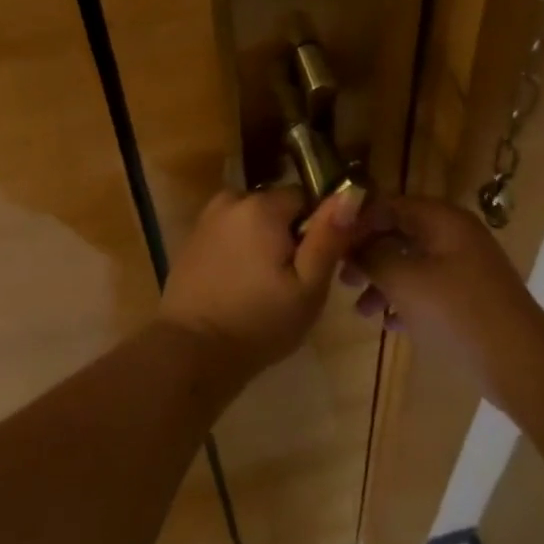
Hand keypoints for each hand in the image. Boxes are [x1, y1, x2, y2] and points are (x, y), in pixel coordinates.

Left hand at [157, 184, 364, 390]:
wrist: (192, 351)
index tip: (315, 263)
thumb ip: (329, 236)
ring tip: (265, 286)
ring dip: (263, 242)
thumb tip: (351, 192)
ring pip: (253, 220)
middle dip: (289, 234)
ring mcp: (207, 218)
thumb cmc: (259, 322)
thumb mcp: (308, 286)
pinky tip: (240, 285)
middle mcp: (231, 199)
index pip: (305, 196)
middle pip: (277, 207)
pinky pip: (230, 233)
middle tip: (292, 281)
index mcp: (261, 205)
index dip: (317, 227)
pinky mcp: (192, 239)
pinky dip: (240, 251)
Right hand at [341, 195, 543, 405]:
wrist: (521, 364)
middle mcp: (454, 235)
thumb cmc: (457, 312)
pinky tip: (387, 323)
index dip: (358, 222)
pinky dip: (406, 300)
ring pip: (412, 263)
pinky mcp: (470, 297)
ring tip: (361, 310)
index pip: (390, 205)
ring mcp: (465, 267)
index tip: (331, 246)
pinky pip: (428, 288)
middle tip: (343, 278)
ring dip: (383, 281)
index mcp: (442, 219)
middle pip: (400, 233)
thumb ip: (372, 257)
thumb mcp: (404, 281)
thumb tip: (352, 247)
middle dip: (368, 254)